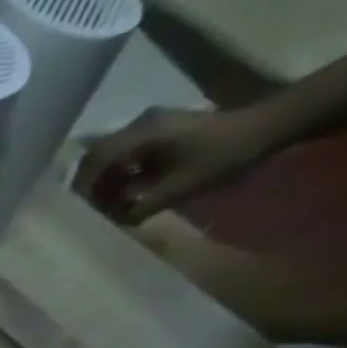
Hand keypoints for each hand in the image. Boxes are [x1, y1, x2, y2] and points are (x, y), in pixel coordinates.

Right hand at [74, 106, 282, 223]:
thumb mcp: (180, 188)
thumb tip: (114, 222)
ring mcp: (152, 126)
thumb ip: (141, 207)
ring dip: (107, 181)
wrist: (268, 127)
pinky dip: (121, 174)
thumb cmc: (224, 155)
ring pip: (112, 156)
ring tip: (110, 206)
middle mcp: (141, 125)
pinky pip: (128, 154)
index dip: (83, 187)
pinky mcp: (162, 132)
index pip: (96, 160)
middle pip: (98, 156)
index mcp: (143, 134)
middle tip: (91, 211)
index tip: (78, 210)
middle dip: (91, 185)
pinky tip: (129, 192)